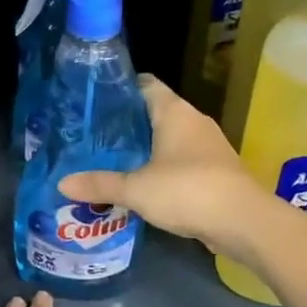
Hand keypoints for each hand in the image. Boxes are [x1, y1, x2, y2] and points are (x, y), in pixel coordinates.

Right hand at [58, 76, 264, 257]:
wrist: (244, 222)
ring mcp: (208, 146)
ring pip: (170, 137)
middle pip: (155, 111)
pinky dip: (162, 167)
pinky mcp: (215, 170)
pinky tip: (142, 182)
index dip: (120, 88)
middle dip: (127, 122)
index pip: (145, 84)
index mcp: (174, 112)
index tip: (95, 99)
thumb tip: (62, 183)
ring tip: (112, 158)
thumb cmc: (187, 190)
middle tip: (94, 134)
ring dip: (146, 147)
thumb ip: (100, 184)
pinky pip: (182, 160)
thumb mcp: (136, 189)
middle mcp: (193, 121)